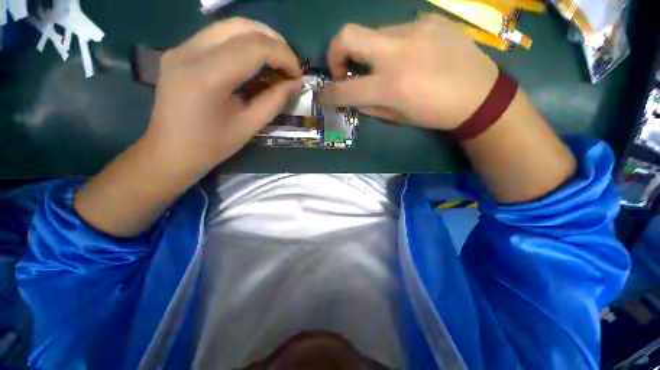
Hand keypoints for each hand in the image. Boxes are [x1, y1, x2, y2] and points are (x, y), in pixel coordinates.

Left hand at [145, 18, 302, 177]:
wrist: (169, 151)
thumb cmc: (211, 147)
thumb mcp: (248, 127)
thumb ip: (274, 102)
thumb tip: (296, 83)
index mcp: (206, 78)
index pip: (253, 48)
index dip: (283, 56)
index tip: (298, 74)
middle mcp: (189, 53)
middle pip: (241, 27)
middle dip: (274, 42)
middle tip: (290, 64)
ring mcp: (180, 48)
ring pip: (229, 26)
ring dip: (260, 39)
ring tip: (277, 61)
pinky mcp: (180, 51)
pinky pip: (218, 36)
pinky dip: (244, 43)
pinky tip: (255, 61)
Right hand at [319, 15, 498, 129]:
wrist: (479, 96)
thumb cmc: (433, 114)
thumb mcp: (395, 117)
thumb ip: (369, 105)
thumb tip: (351, 95)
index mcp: (390, 86)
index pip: (344, 88)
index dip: (328, 93)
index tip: (324, 94)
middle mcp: (397, 53)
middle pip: (347, 35)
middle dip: (335, 53)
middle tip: (343, 68)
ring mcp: (415, 30)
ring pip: (374, 34)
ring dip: (370, 52)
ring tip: (385, 66)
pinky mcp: (430, 20)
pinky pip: (398, 31)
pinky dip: (394, 46)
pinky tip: (411, 56)